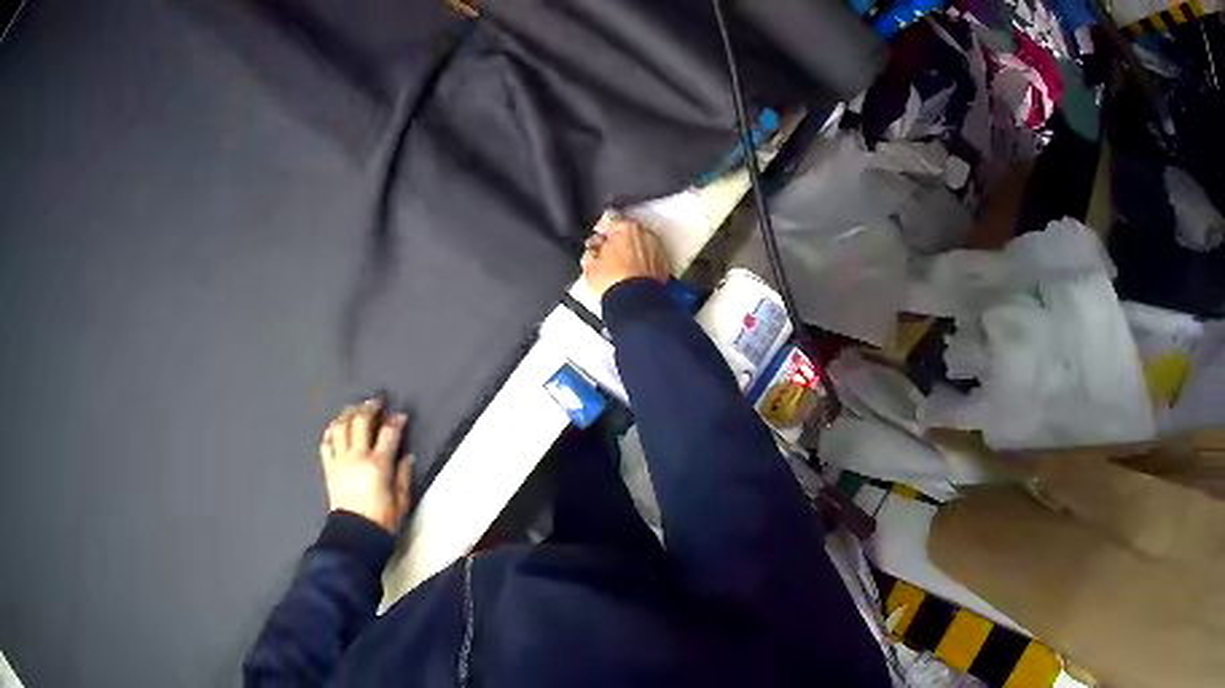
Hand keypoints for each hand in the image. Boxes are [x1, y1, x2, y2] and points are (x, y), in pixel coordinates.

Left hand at [319, 398, 411, 533]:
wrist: (355, 537)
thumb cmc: (383, 522)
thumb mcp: (401, 501)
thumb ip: (403, 476)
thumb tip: (405, 455)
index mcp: (378, 465)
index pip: (388, 434)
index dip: (396, 421)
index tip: (402, 415)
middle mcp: (356, 457)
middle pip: (360, 422)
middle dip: (369, 407)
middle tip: (377, 401)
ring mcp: (339, 461)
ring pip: (340, 427)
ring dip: (348, 414)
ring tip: (356, 409)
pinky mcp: (329, 469)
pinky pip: (326, 444)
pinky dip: (331, 432)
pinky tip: (336, 427)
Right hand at [582, 213, 670, 299]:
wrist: (636, 304)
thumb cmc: (615, 283)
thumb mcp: (590, 265)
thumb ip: (592, 250)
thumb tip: (594, 249)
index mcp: (625, 227)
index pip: (609, 217)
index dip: (600, 228)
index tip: (597, 238)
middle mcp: (644, 233)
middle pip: (628, 230)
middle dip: (618, 240)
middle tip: (607, 254)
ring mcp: (656, 248)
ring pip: (641, 243)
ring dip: (632, 251)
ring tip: (621, 268)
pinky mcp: (665, 264)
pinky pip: (650, 257)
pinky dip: (642, 262)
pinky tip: (633, 274)